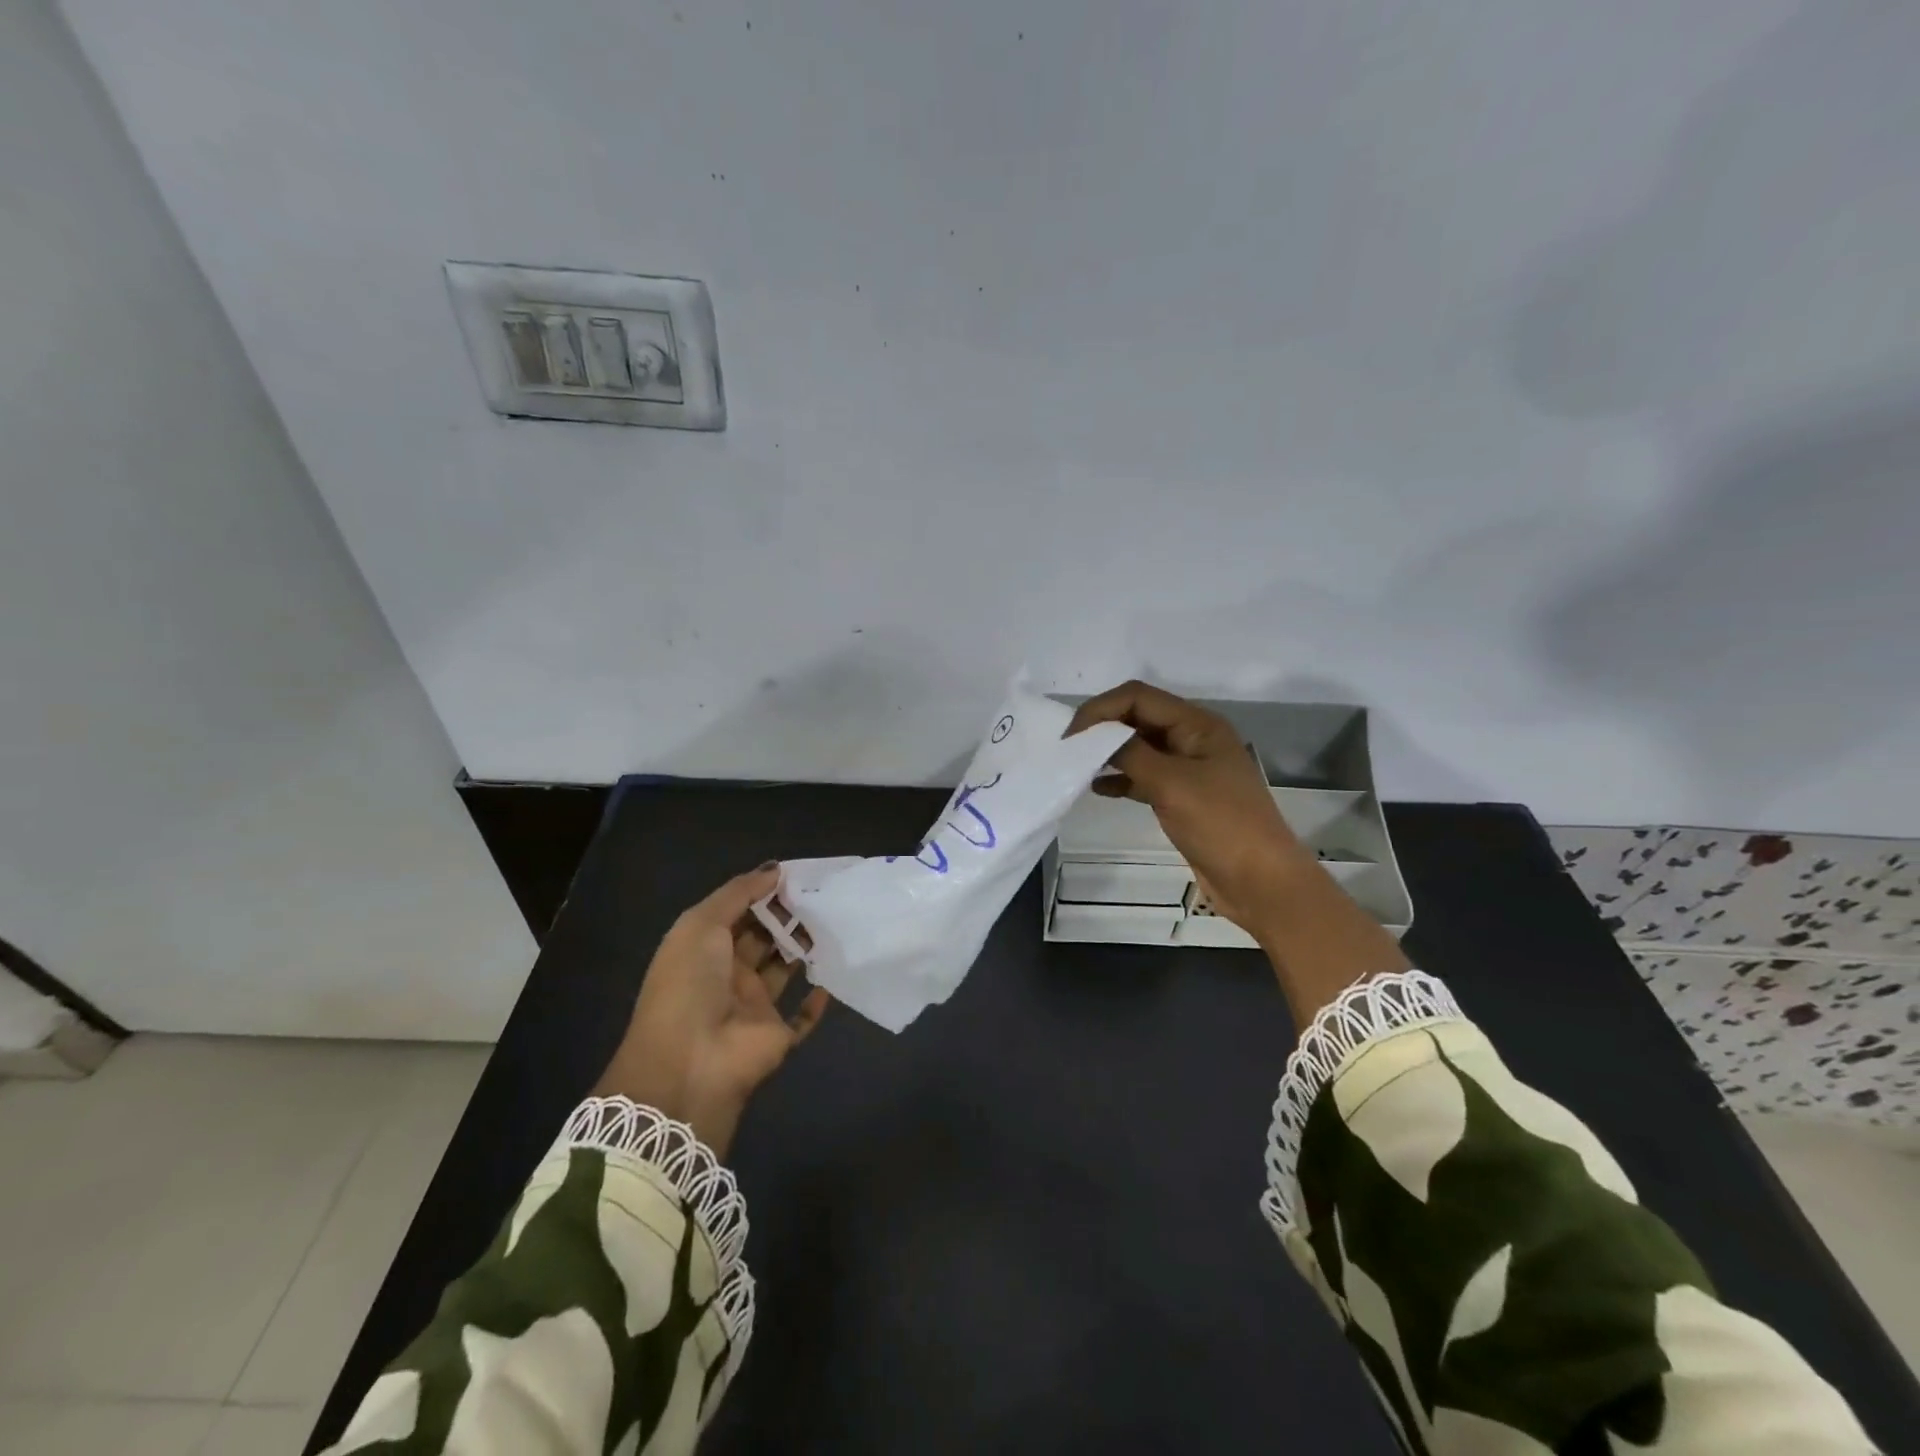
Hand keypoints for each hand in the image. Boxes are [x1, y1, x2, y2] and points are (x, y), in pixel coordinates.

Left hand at [594, 865, 829, 1157]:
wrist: (691, 1063)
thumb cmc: (690, 984)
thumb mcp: (701, 925)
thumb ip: (738, 893)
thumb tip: (775, 869)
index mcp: (704, 949)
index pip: (738, 914)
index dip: (763, 894)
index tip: (796, 876)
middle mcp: (729, 975)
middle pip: (763, 939)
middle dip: (787, 917)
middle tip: (821, 895)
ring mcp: (753, 1007)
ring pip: (784, 970)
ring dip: (803, 949)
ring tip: (832, 922)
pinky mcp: (777, 1035)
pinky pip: (802, 1017)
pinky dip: (817, 1000)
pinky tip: (831, 976)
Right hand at [1069, 680, 1409, 1021]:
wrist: (1260, 881)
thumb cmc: (1220, 824)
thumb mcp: (1171, 783)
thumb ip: (1130, 754)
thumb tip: (1095, 739)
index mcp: (1198, 724)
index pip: (1138, 697)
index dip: (1101, 709)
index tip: (1070, 735)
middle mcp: (1193, 738)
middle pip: (1138, 718)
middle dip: (1102, 728)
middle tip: (1067, 749)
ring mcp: (1189, 768)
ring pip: (1139, 748)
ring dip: (1109, 753)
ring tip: (1076, 767)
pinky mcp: (1183, 796)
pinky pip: (1144, 776)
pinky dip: (1121, 779)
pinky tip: (1098, 789)